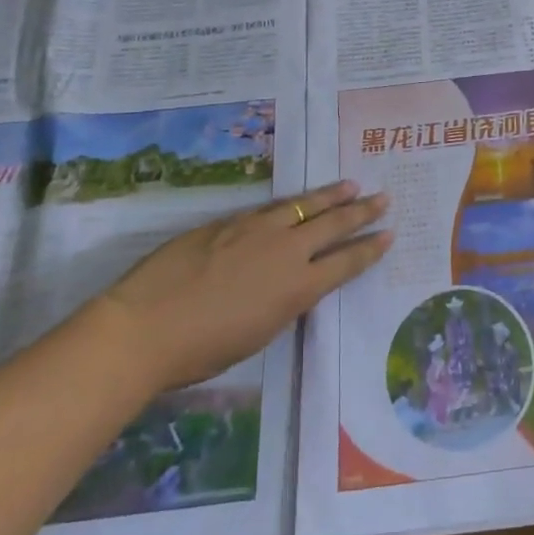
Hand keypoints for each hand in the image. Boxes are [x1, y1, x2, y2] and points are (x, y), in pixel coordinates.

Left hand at [97, 180, 391, 388]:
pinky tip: (298, 199)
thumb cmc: (201, 350)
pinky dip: (292, 202)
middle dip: (362, 211)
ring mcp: (256, 229)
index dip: (370, 249)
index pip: (345, 262)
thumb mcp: (259, 334)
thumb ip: (284, 302)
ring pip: (304, 204)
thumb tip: (294, 283)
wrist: (143, 327)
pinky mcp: (228, 221)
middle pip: (333, 224)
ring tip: (352, 184)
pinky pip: (270, 207)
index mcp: (297, 287)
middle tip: (384, 197)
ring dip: (331, 195)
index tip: (390, 234)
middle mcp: (285, 251)